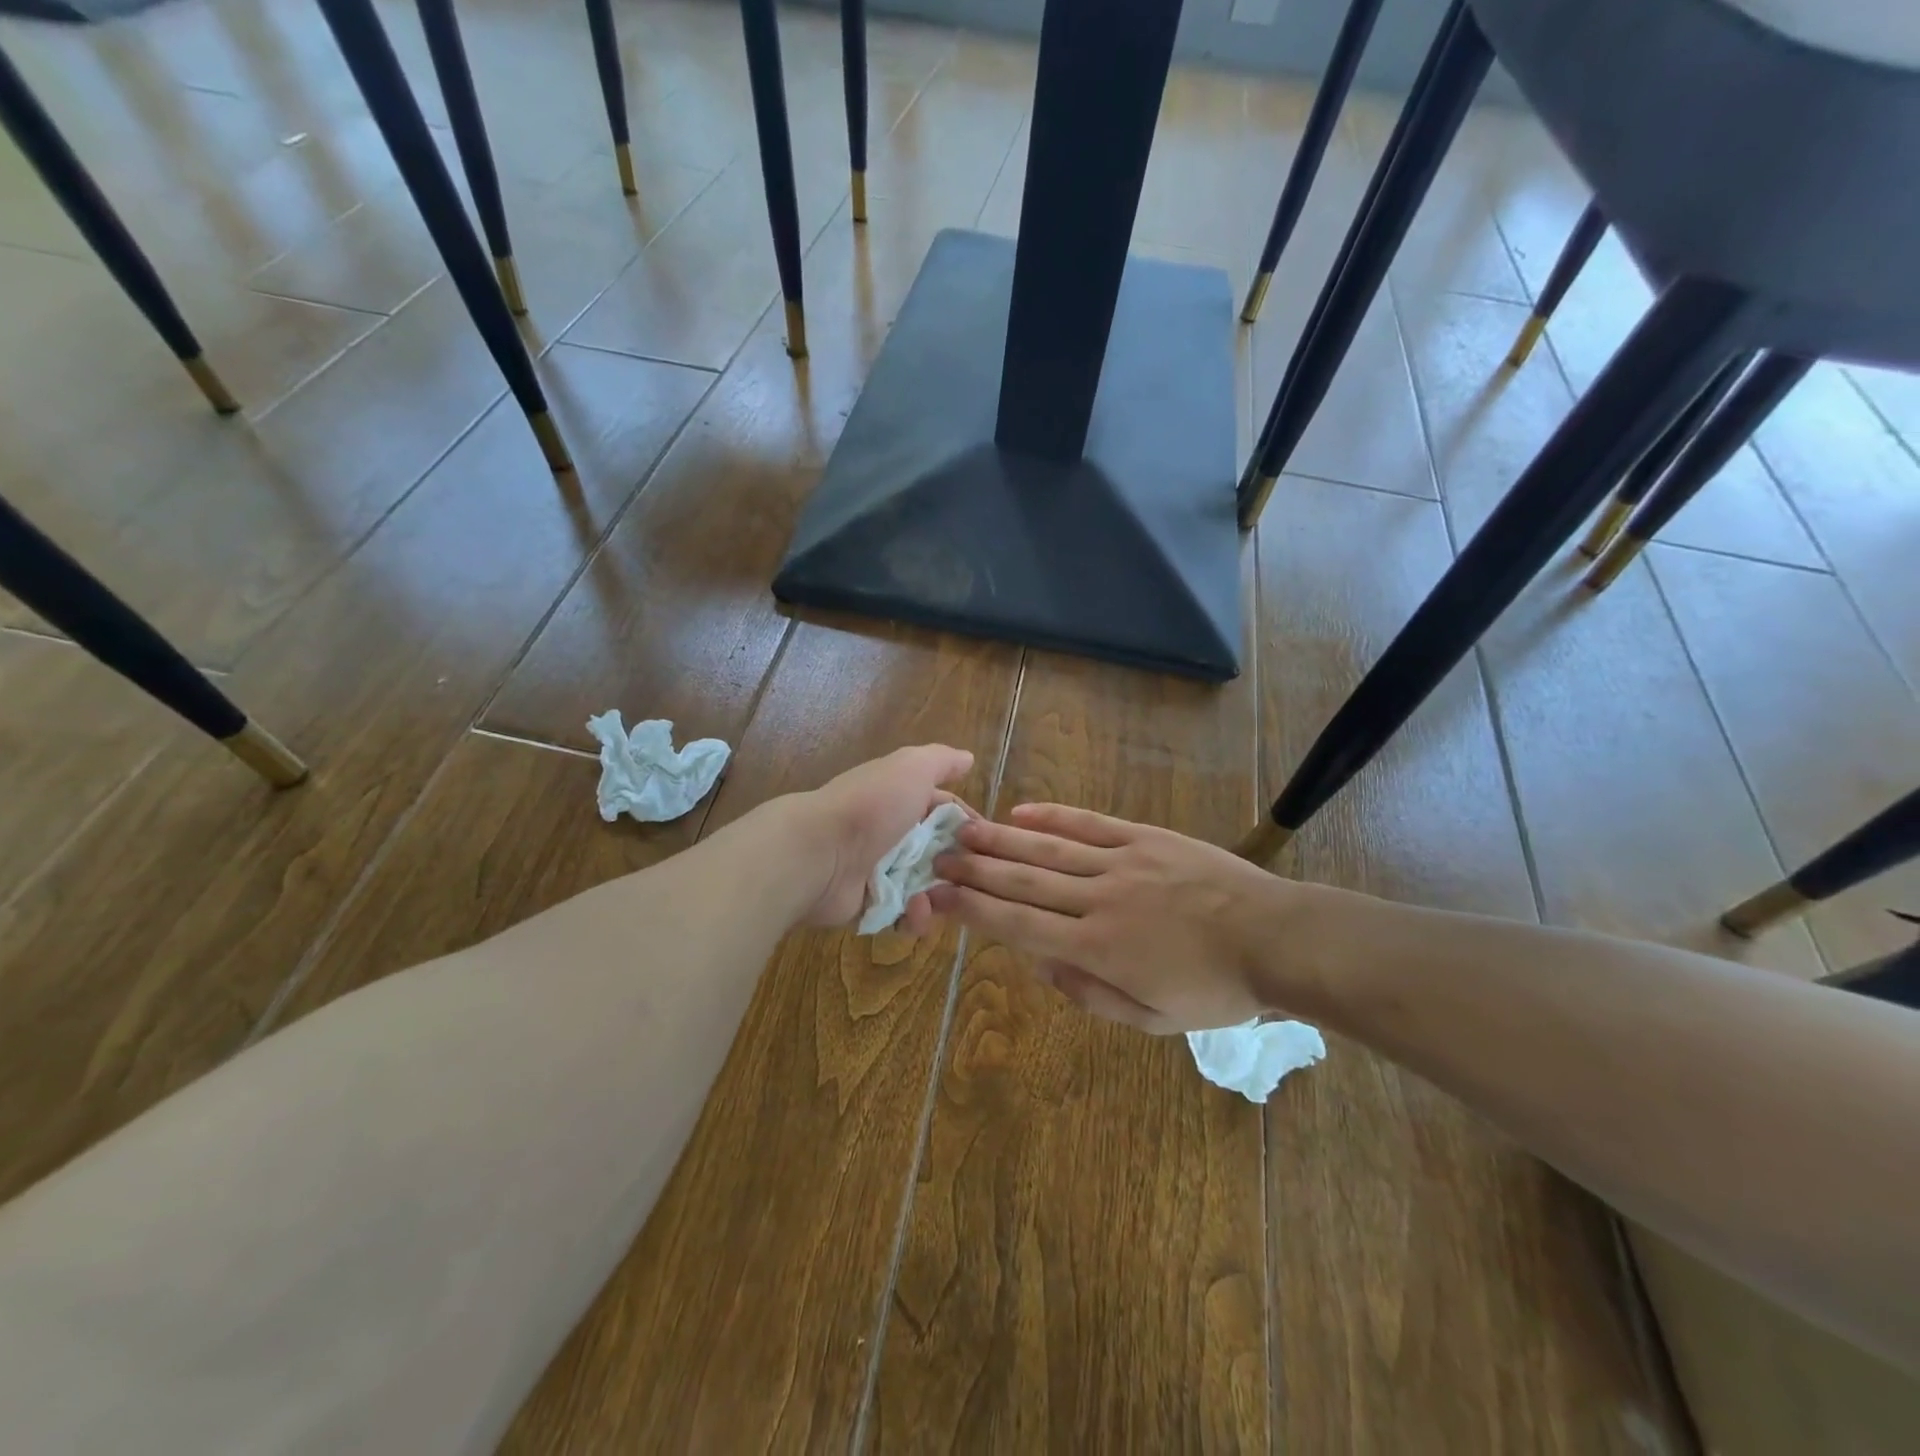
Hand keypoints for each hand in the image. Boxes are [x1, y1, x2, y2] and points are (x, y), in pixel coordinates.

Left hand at [783, 744, 976, 930]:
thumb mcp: (911, 768)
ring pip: (927, 887)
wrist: (818, 852)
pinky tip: (914, 909)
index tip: (993, 840)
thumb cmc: (871, 805)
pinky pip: (904, 916)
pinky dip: (914, 917)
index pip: (947, 812)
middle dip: (961, 865)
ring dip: (941, 894)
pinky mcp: (871, 906)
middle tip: (975, 877)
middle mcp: (893, 833)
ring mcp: (882, 872)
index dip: (970, 825)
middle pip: (941, 853)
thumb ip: (941, 761)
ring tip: (939, 897)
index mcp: (903, 800)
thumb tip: (967, 758)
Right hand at [928, 803, 1297, 1032]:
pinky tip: (1022, 813)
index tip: (940, 897)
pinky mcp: (1144, 838)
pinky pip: (1089, 825)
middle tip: (938, 856)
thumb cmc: (1215, 989)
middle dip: (976, 870)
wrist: (1275, 938)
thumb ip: (1090, 995)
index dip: (975, 911)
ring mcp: (1121, 863)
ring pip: (1049, 851)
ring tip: (964, 830)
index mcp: (1098, 949)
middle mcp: (1099, 901)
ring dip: (1002, 841)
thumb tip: (1041, 965)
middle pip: (1024, 882)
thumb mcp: (1152, 1019)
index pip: (1020, 925)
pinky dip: (1053, 818)